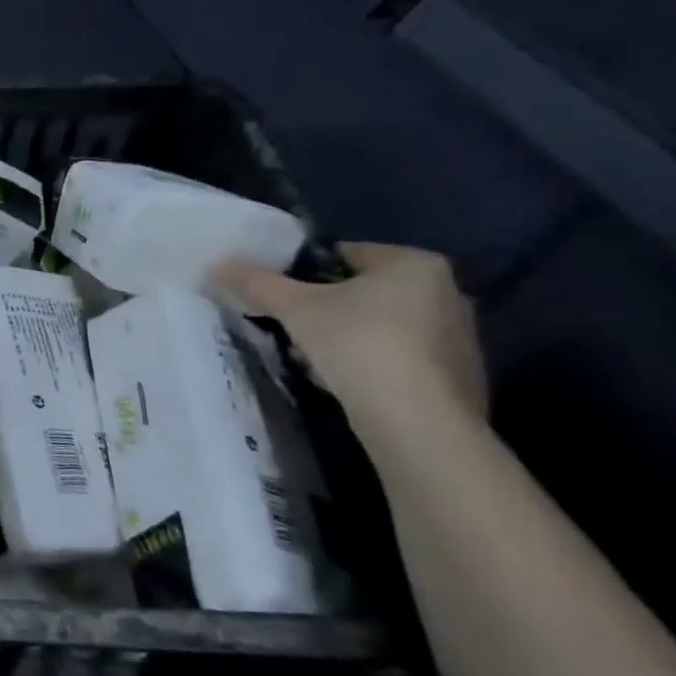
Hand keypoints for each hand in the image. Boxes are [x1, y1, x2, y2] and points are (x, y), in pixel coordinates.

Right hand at [213, 242, 486, 423]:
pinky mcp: (458, 379)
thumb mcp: (294, 307)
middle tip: (292, 327)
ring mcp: (459, 339)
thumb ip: (256, 282)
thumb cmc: (358, 344)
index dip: (304, 272)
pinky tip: (346, 384)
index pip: (346, 254)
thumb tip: (217, 262)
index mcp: (415, 265)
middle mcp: (448, 293)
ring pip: (380, 327)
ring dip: (345, 339)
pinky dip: (371, 366)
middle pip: (363, 292)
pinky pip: (400, 360)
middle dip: (325, 308)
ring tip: (314, 360)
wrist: (416, 421)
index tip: (281, 295)